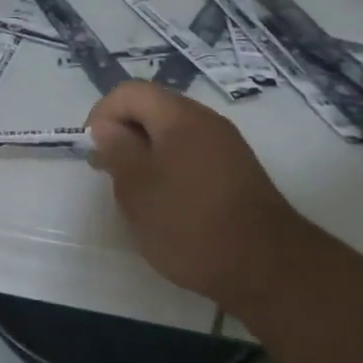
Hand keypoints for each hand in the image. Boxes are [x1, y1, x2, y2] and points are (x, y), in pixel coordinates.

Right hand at [86, 81, 305, 304]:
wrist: (268, 270)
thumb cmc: (190, 224)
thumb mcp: (137, 188)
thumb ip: (116, 150)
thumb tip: (107, 128)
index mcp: (179, 116)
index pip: (128, 92)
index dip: (102, 115)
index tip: (94, 153)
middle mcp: (206, 121)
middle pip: (152, 108)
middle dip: (124, 134)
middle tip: (110, 173)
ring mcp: (227, 146)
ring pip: (172, 133)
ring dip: (146, 153)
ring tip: (136, 192)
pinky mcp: (238, 172)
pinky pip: (192, 154)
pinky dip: (170, 168)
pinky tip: (167, 203)